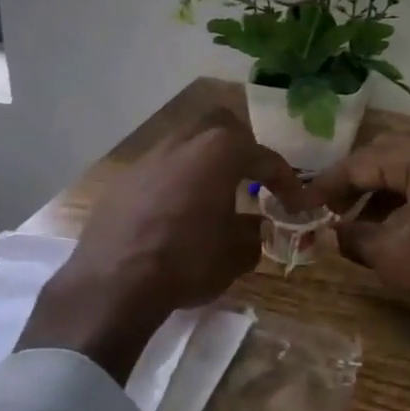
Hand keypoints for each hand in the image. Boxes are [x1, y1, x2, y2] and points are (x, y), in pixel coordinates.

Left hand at [17, 113, 304, 382]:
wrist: (113, 283)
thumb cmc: (186, 261)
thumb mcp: (235, 254)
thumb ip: (252, 233)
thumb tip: (253, 226)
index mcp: (219, 151)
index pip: (264, 157)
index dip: (285, 180)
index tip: (296, 202)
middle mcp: (183, 142)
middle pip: (221, 127)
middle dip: (241, 148)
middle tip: (251, 178)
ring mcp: (149, 157)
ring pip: (186, 144)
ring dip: (205, 163)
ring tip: (213, 195)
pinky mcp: (123, 179)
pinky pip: (160, 169)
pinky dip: (177, 182)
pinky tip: (177, 212)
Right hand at [307, 134, 409, 410]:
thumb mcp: (396, 260)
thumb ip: (355, 237)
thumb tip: (329, 231)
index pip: (366, 160)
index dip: (330, 183)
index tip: (303, 203)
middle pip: (391, 154)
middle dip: (356, 181)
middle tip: (328, 210)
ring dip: (383, 192)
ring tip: (357, 225)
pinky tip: (394, 229)